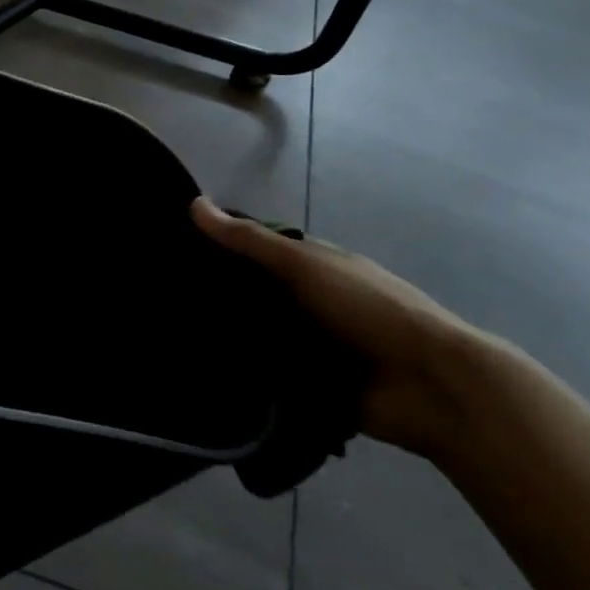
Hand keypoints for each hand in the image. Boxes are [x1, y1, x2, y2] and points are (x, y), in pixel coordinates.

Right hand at [191, 197, 511, 460]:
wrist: (430, 385)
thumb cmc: (369, 308)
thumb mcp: (305, 264)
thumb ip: (249, 241)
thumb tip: (193, 203)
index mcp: (312, 266)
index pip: (255, 251)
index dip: (218, 248)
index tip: (171, 251)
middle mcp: (308, 301)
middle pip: (252, 294)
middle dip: (217, 297)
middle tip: (159, 299)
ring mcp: (310, 345)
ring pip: (256, 335)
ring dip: (228, 337)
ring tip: (168, 337)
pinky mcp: (309, 385)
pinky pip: (267, 375)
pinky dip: (245, 374)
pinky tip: (201, 373)